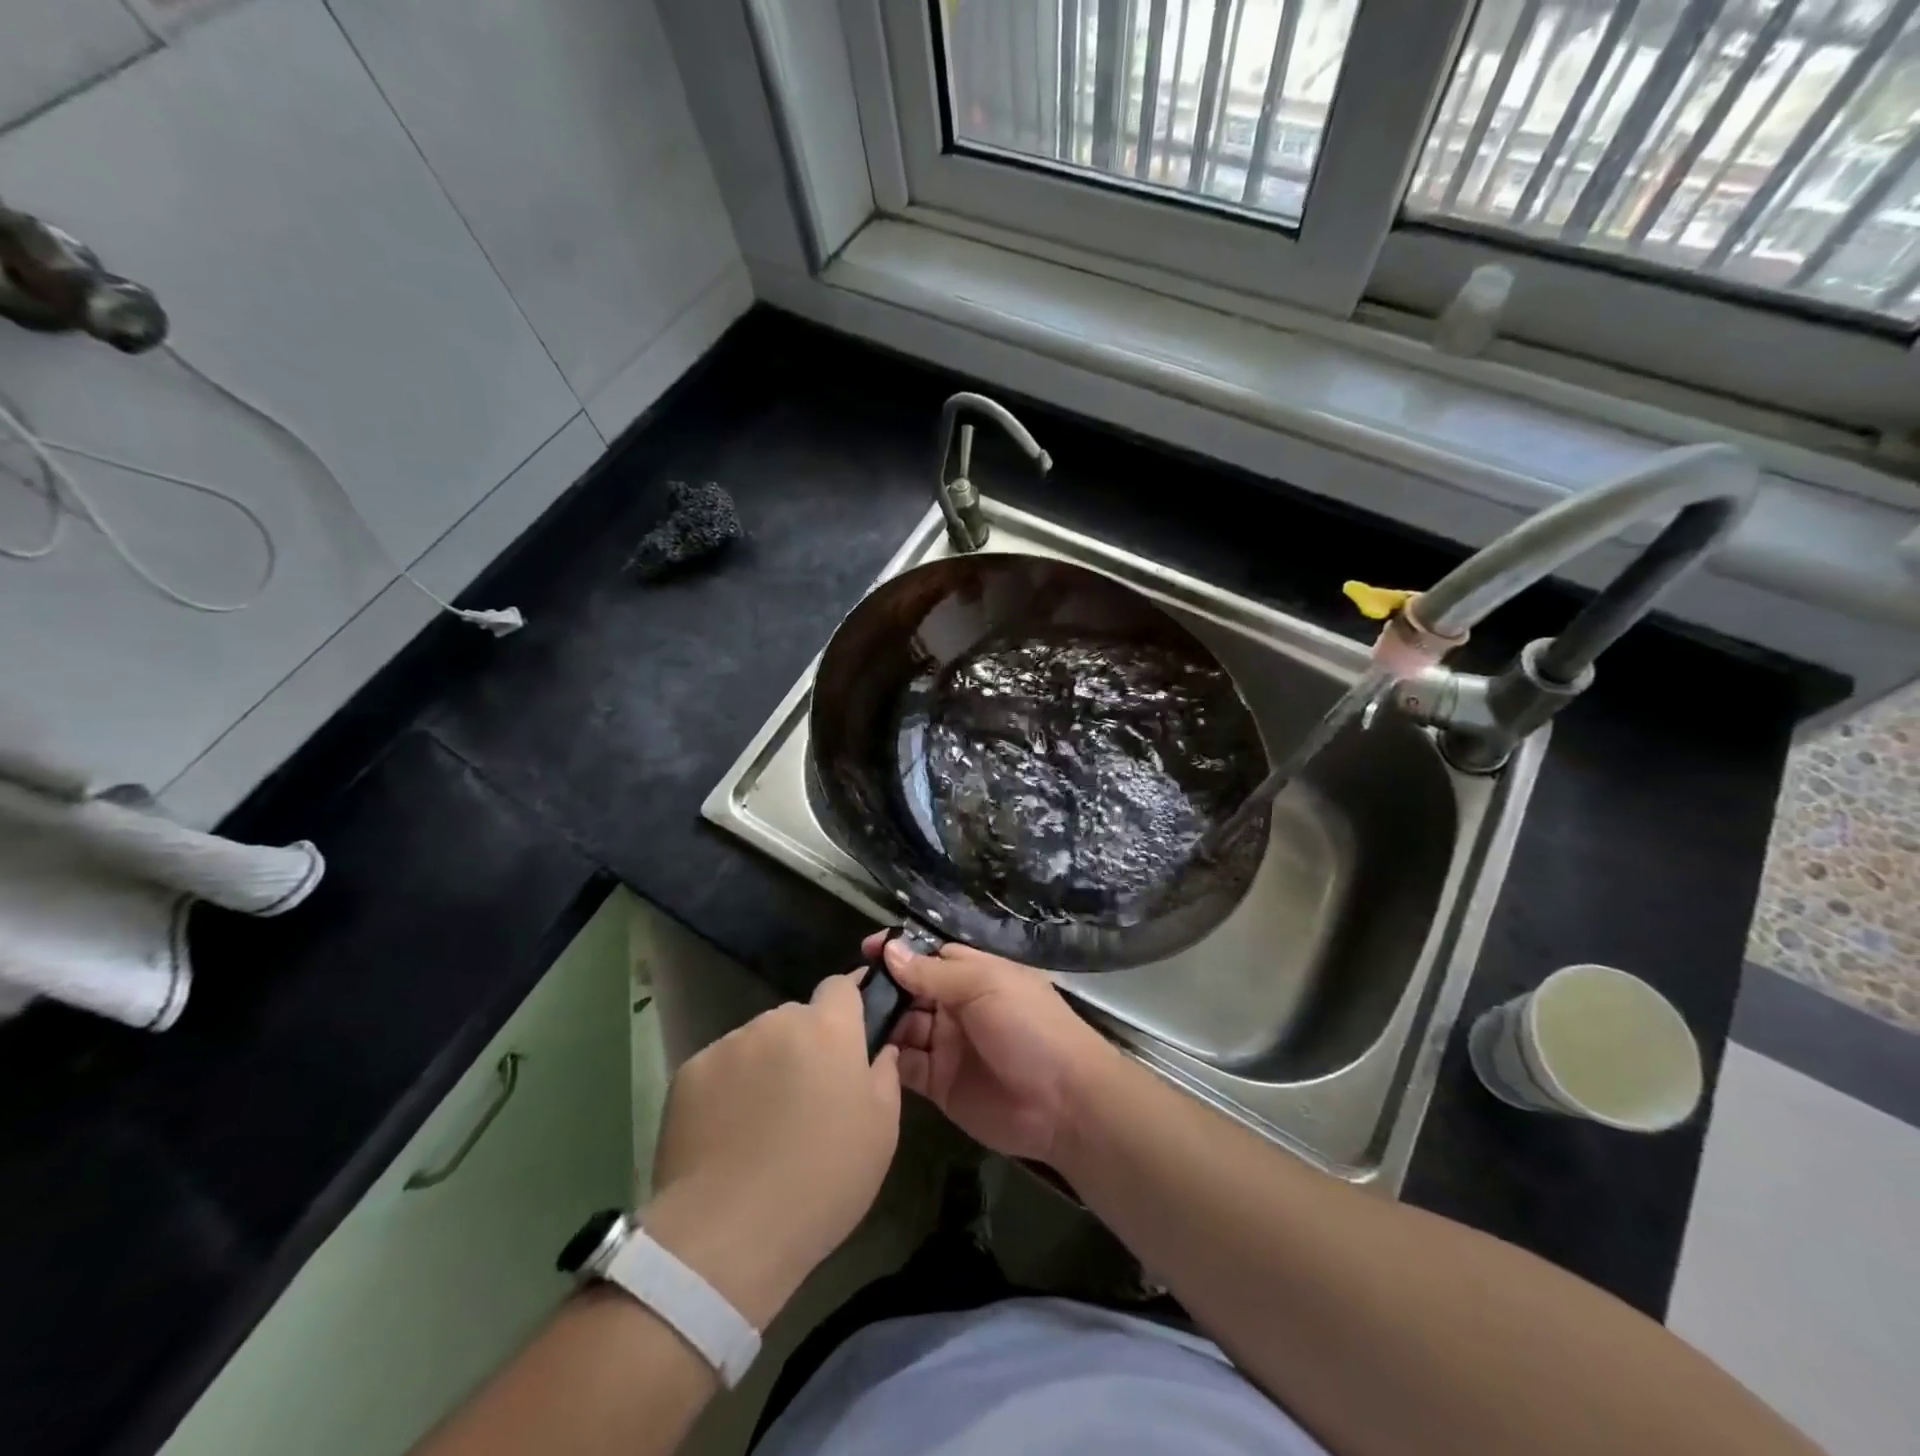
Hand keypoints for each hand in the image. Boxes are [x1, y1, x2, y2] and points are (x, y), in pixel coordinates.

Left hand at [642, 974, 900, 1328]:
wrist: (727, 1234)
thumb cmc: (822, 1181)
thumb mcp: (881, 1133)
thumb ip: (885, 1076)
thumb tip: (881, 1050)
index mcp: (830, 1028)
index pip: (841, 985)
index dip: (848, 1005)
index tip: (851, 1036)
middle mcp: (778, 1021)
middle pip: (797, 1017)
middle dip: (805, 1044)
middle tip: (807, 1096)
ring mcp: (729, 1044)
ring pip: (757, 1041)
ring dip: (766, 1065)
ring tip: (761, 1122)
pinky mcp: (688, 1072)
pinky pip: (719, 1068)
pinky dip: (727, 1088)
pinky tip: (727, 1134)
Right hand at [870, 932, 1116, 1164]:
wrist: (1065, 1103)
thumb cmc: (1030, 1028)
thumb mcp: (984, 987)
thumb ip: (934, 973)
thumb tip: (890, 950)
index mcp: (973, 975)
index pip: (928, 955)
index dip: (898, 951)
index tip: (866, 950)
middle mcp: (956, 1007)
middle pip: (910, 991)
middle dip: (882, 989)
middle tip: (845, 993)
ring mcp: (947, 1046)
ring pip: (902, 1028)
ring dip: (879, 1024)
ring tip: (846, 1024)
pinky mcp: (939, 1084)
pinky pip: (905, 1067)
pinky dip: (885, 1060)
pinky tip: (862, 1056)